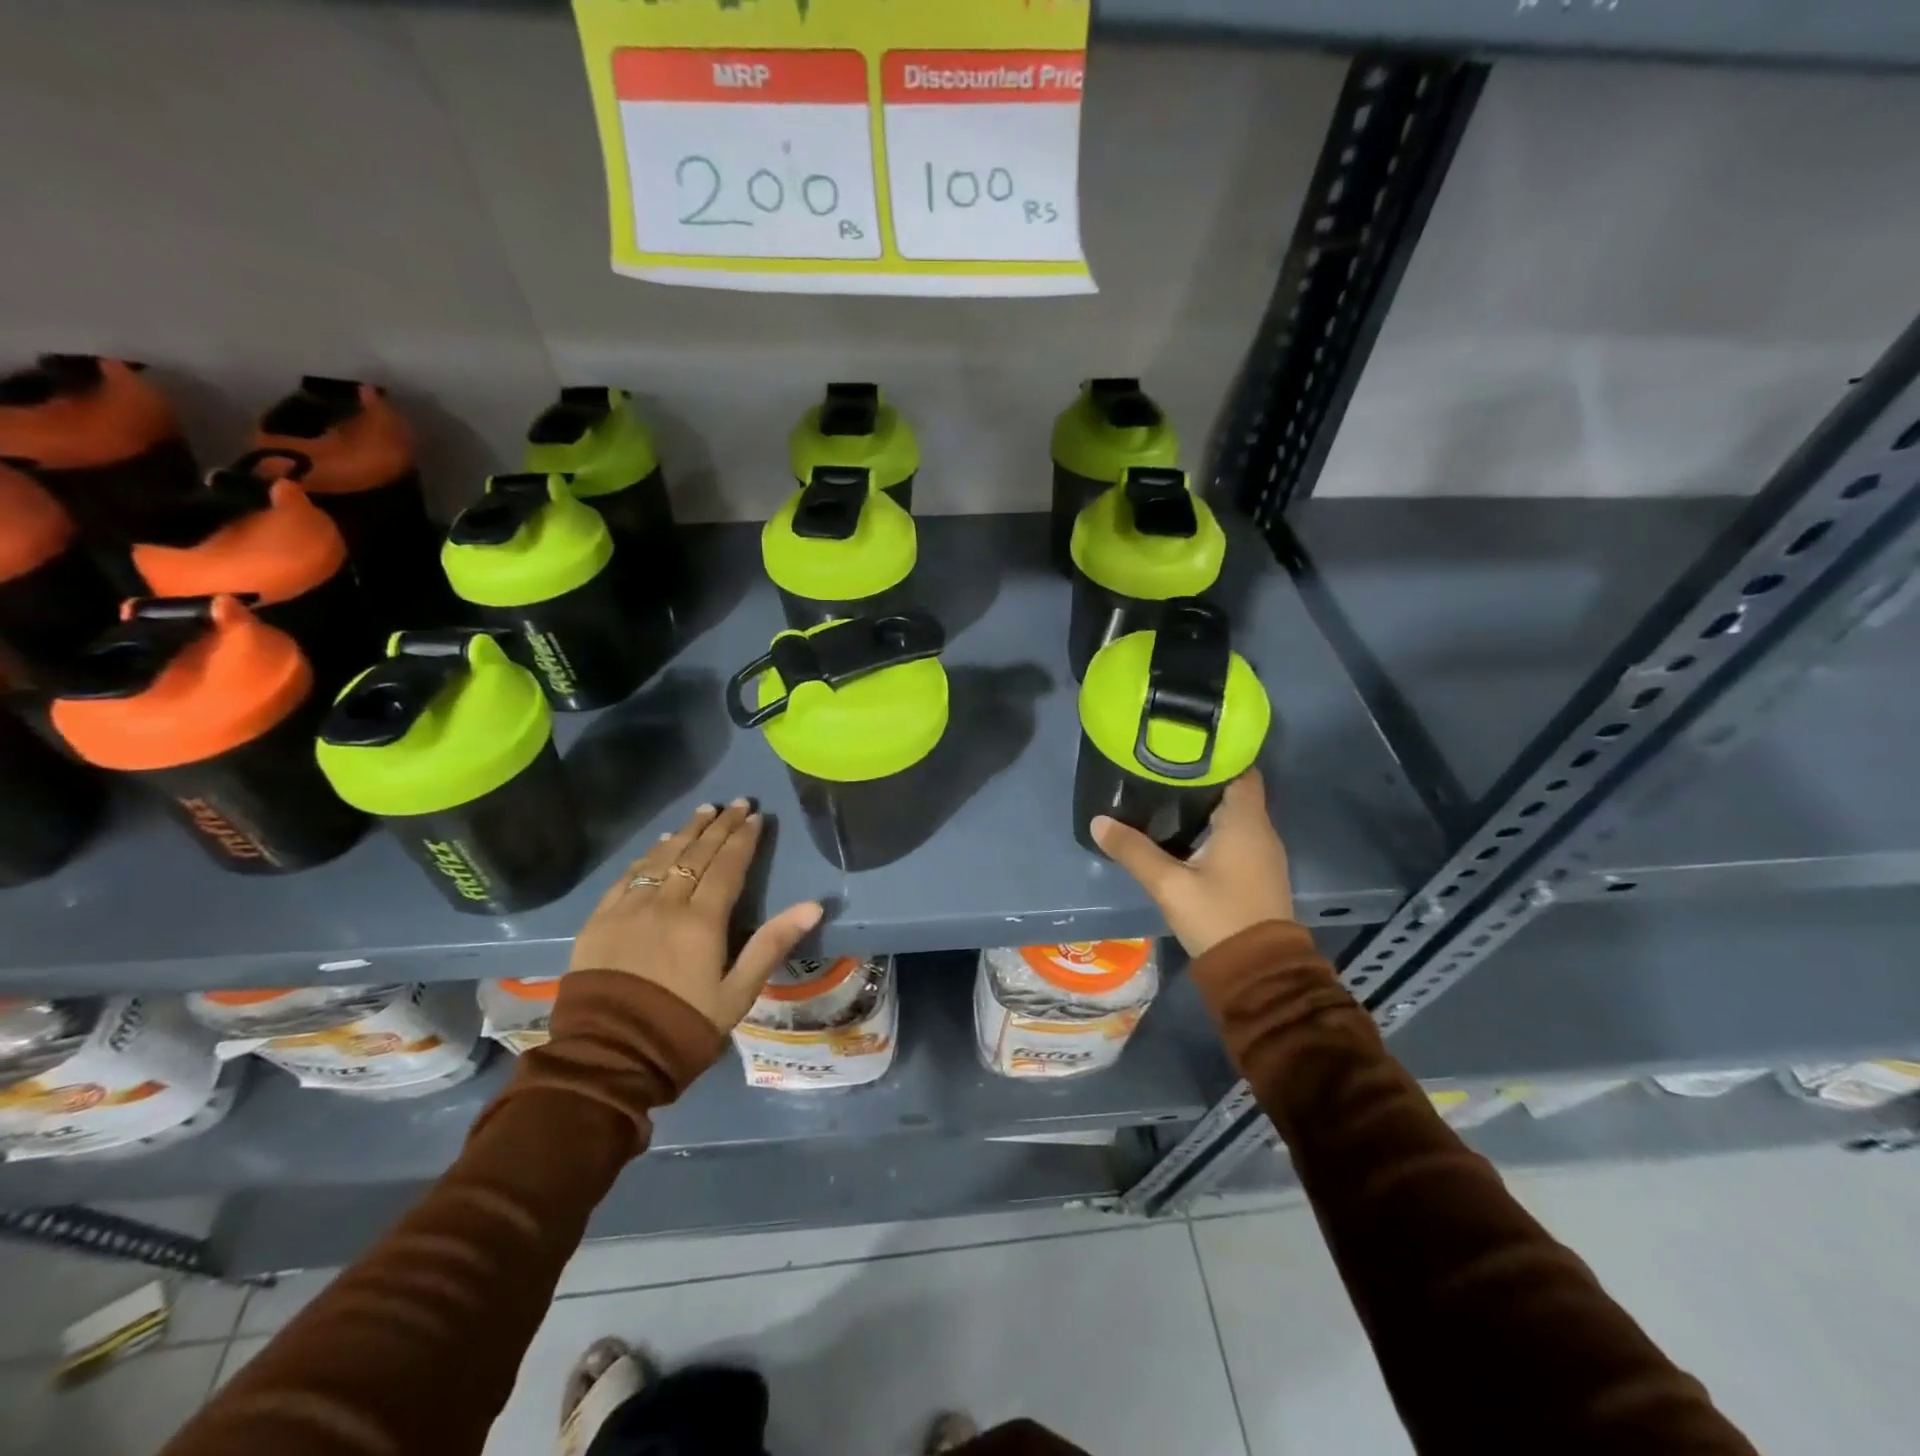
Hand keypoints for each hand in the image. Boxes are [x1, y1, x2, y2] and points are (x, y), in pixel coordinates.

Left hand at [569, 800, 822, 1032]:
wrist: (609, 1058)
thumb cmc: (682, 1028)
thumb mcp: (738, 994)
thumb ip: (772, 944)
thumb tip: (813, 906)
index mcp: (702, 921)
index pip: (727, 867)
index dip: (743, 839)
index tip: (756, 817)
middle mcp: (666, 904)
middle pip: (696, 854)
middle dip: (720, 826)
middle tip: (737, 803)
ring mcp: (629, 909)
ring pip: (662, 857)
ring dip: (686, 831)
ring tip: (704, 811)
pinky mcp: (600, 920)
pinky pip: (628, 876)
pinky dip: (648, 854)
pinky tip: (659, 843)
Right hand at [1091, 770, 1294, 956]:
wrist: (1258, 973)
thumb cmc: (1218, 917)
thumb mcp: (1169, 884)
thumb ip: (1133, 850)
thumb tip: (1098, 821)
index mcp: (1245, 821)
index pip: (1239, 769)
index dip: (1214, 756)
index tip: (1180, 749)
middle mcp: (1261, 830)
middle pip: (1233, 790)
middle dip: (1200, 779)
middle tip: (1160, 771)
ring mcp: (1263, 853)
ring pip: (1234, 814)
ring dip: (1205, 805)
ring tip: (1164, 796)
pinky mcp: (1257, 873)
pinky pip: (1236, 835)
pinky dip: (1213, 828)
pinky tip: (1183, 834)